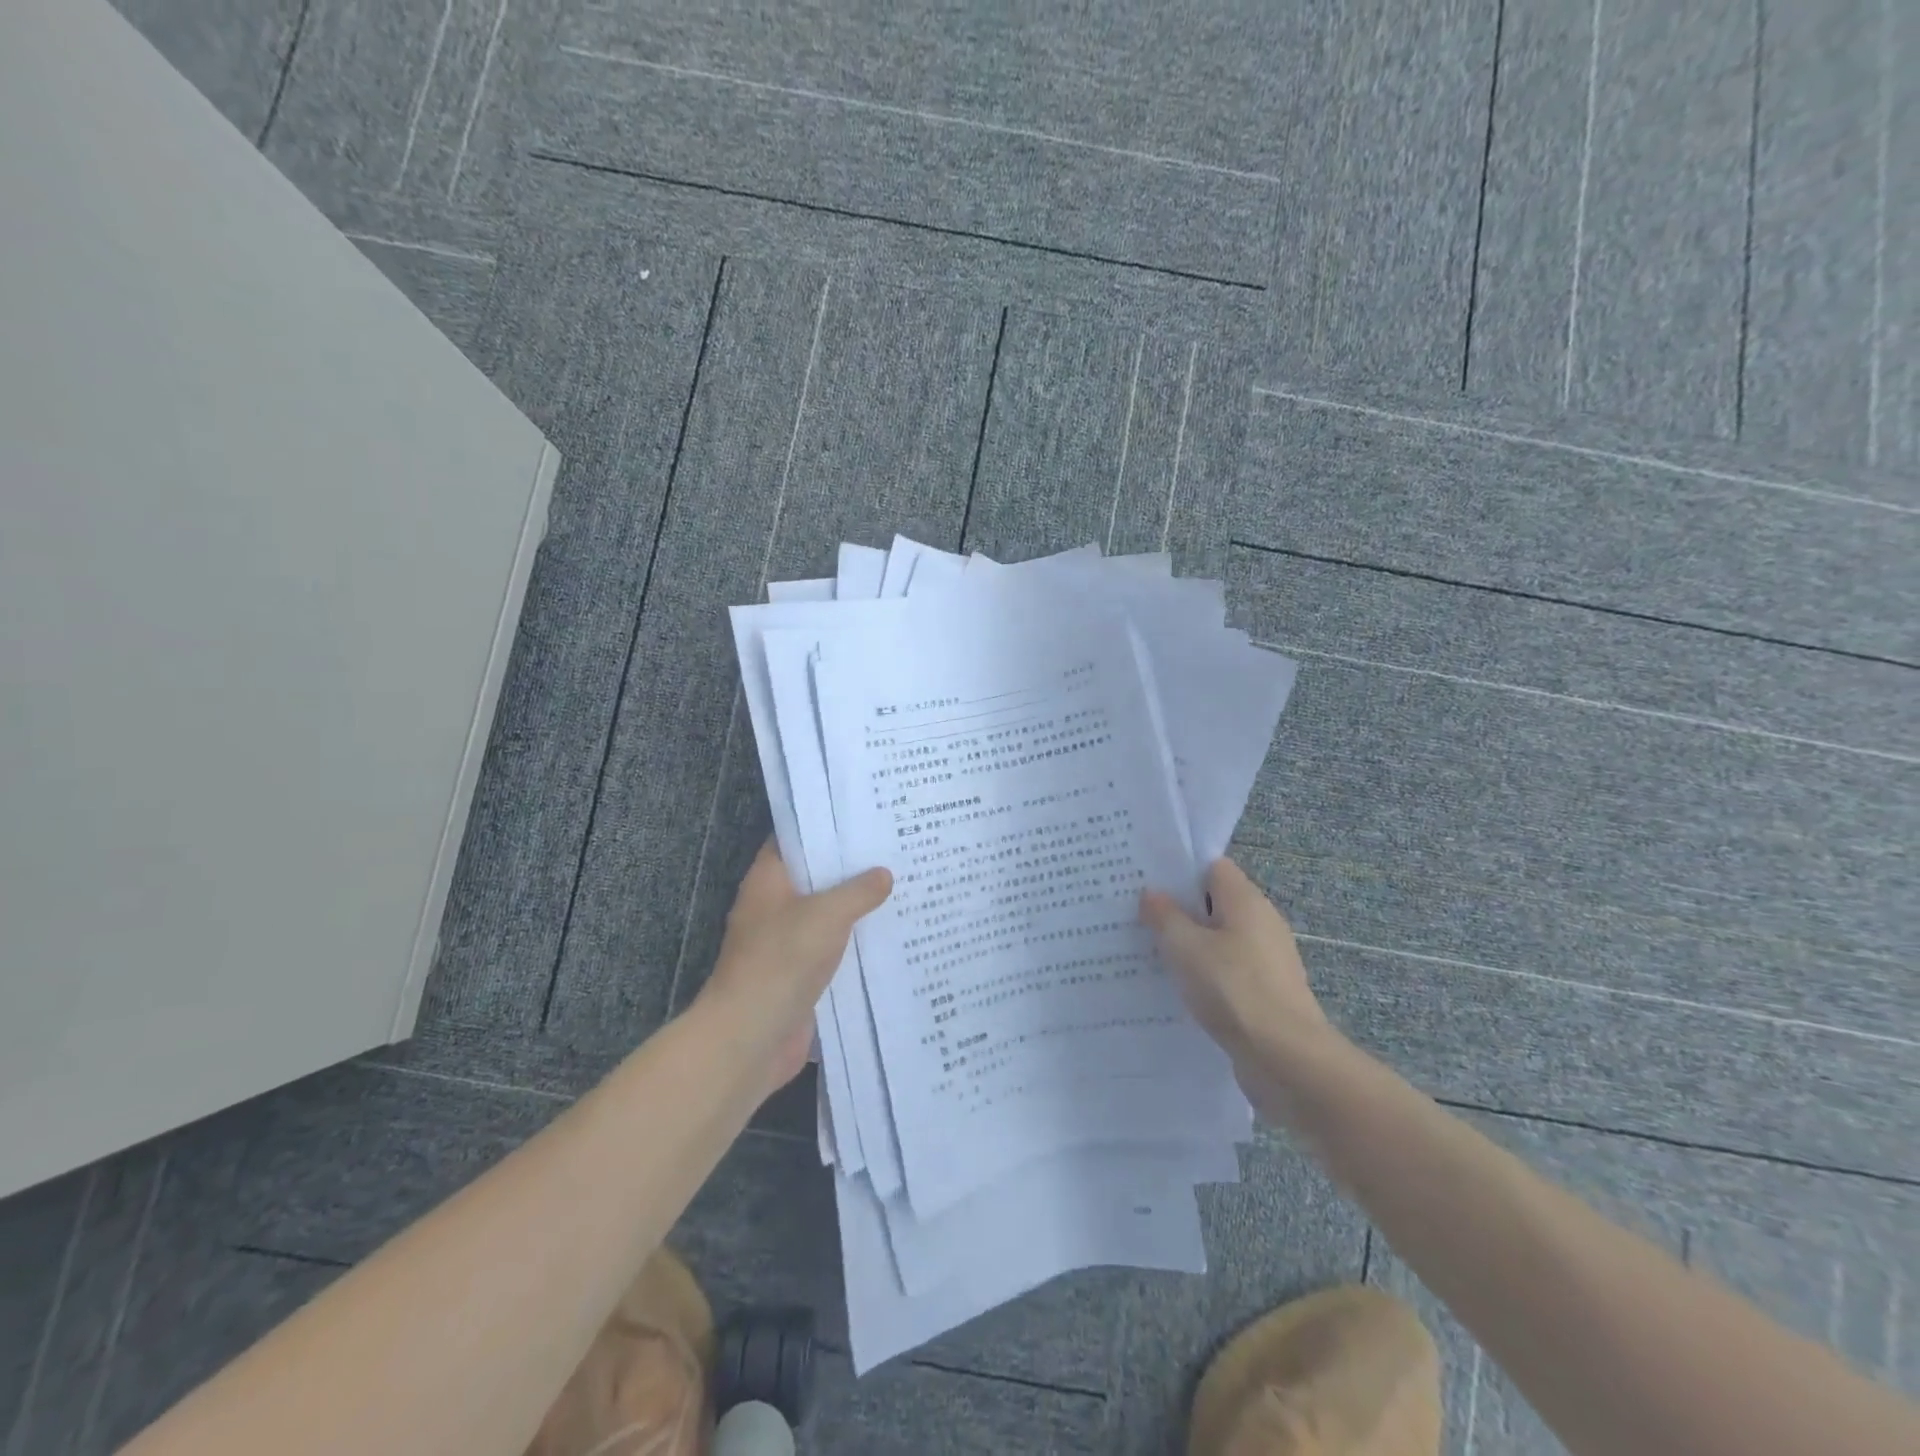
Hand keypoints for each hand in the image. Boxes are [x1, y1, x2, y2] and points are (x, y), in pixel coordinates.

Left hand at [698, 840, 891, 1098]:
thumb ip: (859, 891)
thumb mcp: (827, 914)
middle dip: (850, 867)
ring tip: (902, 888)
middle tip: (894, 849)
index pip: (794, 839)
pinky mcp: (800, 975)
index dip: (824, 826)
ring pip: (826, 915)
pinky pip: (832, 950)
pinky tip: (891, 936)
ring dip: (857, 908)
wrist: (751, 1037)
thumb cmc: (782, 960)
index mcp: (768, 880)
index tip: (862, 816)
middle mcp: (774, 907)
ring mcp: (785, 943)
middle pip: (814, 877)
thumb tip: (884, 875)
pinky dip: (855, 944)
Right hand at [1140, 857, 1332, 1073]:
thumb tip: (1152, 893)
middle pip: (1215, 902)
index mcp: (1246, 900)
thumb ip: (1165, 915)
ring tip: (1149, 951)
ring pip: (1220, 938)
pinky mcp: (1266, 990)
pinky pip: (1228, 969)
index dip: (1179, 869)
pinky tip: (1178, 986)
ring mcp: (1267, 958)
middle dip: (1179, 908)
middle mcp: (1262, 921)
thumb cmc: (1232, 988)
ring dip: (1190, 944)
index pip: (1212, 867)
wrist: (1285, 1057)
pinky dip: (1205, 972)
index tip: (1146, 879)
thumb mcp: (1185, 947)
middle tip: (1138, 915)